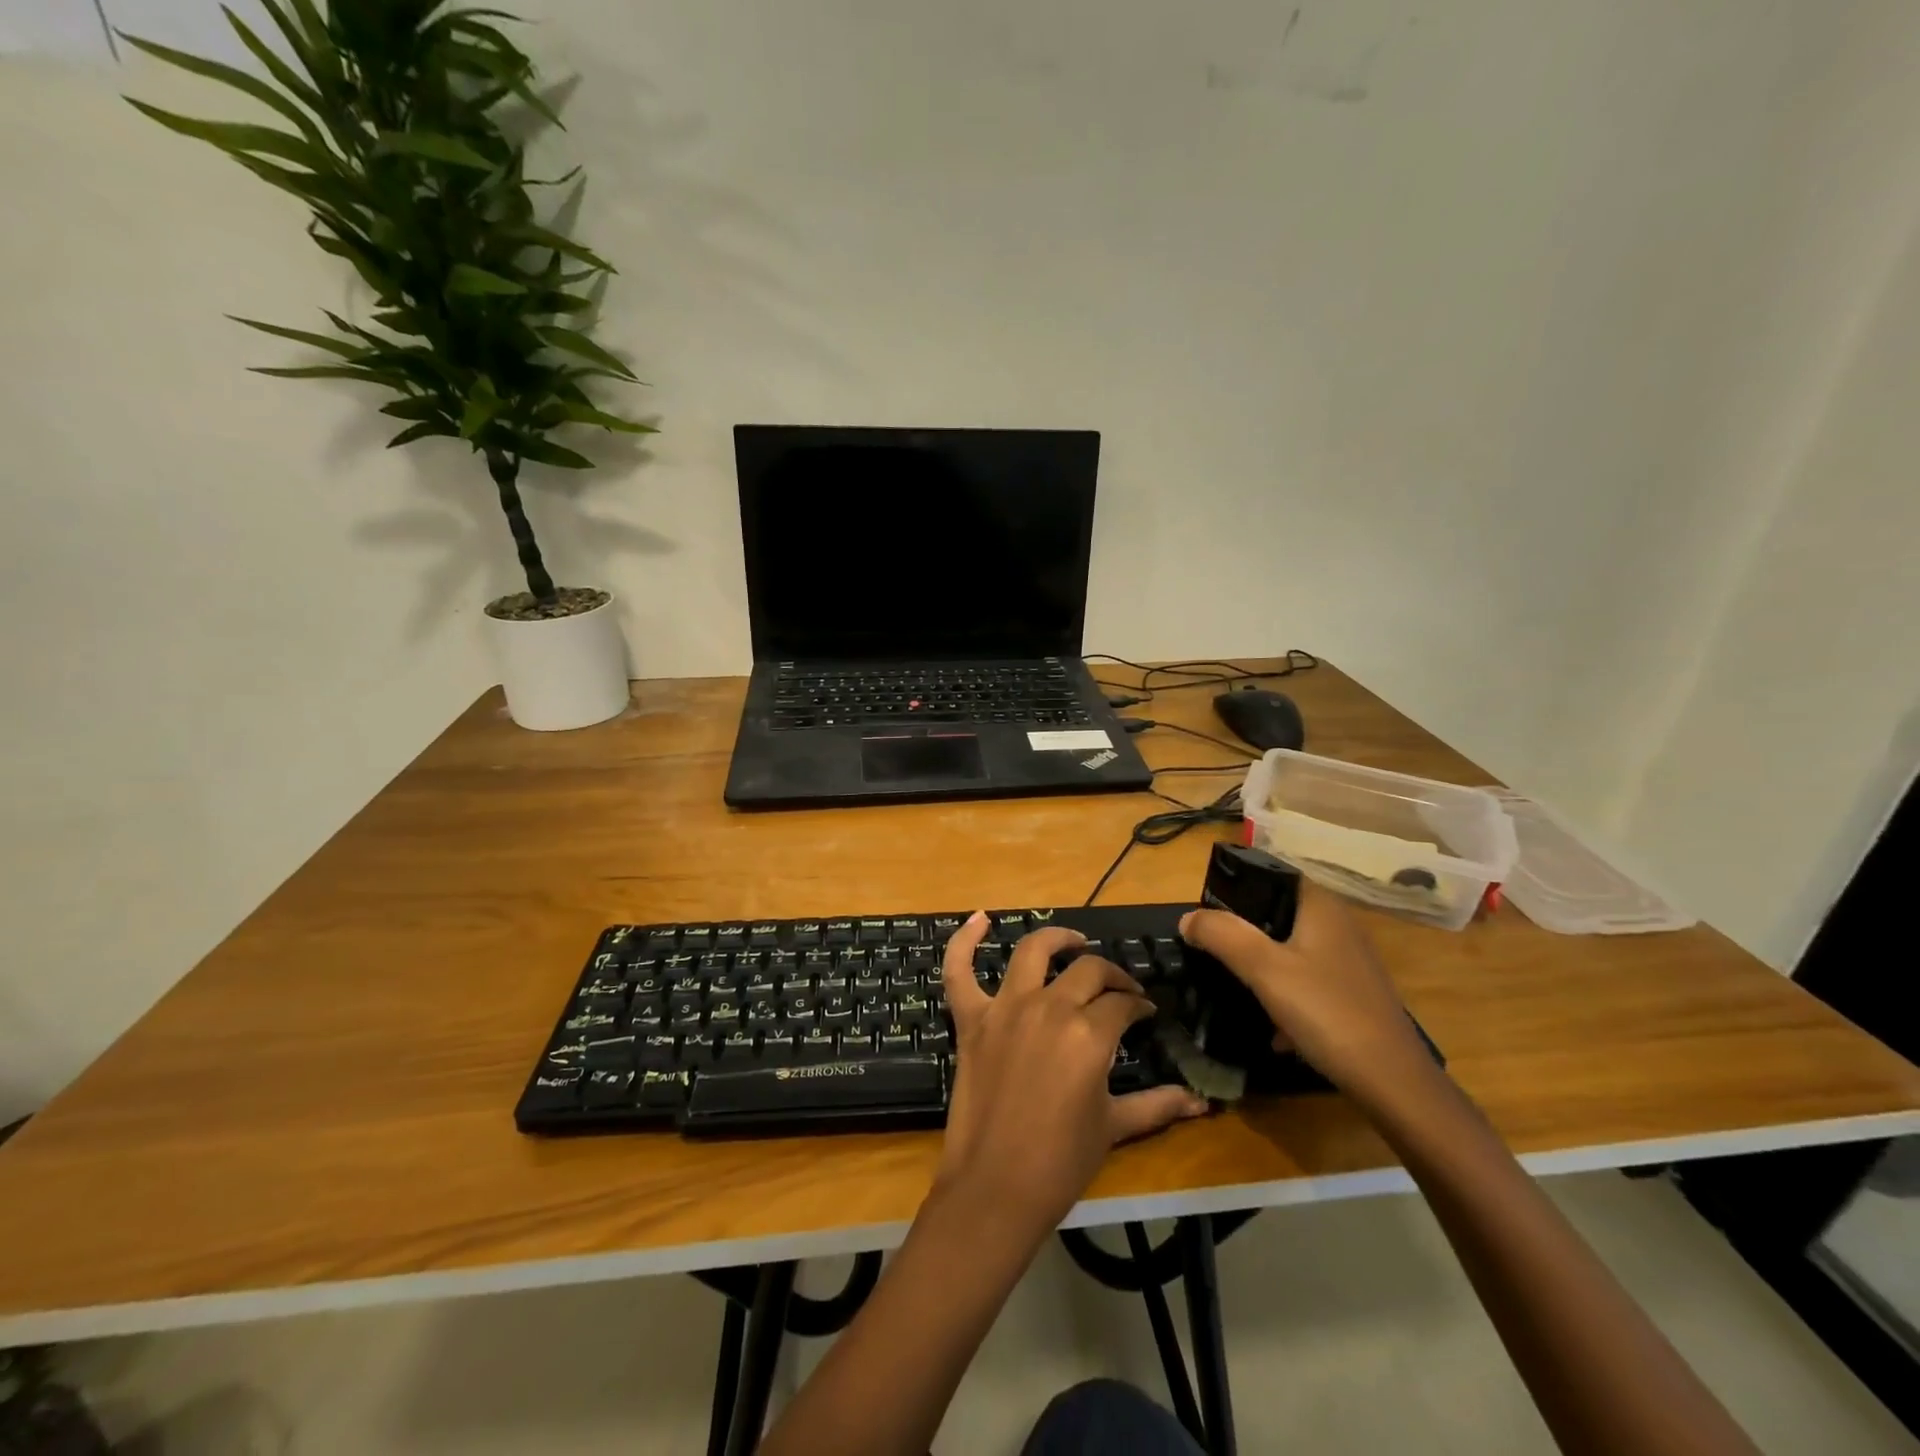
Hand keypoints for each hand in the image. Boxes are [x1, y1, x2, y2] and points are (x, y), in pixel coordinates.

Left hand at [936, 913, 1206, 1234]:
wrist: (996, 1188)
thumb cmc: (1061, 1161)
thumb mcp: (1114, 1128)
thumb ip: (1157, 1105)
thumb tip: (1202, 1102)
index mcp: (1089, 1033)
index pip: (1122, 1002)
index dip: (1138, 1006)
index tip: (1145, 1014)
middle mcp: (1049, 1006)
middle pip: (1088, 970)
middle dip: (1112, 975)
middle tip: (1120, 991)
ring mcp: (1005, 1008)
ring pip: (1033, 952)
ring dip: (1057, 939)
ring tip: (1074, 943)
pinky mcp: (971, 1019)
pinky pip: (959, 970)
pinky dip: (965, 940)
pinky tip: (979, 918)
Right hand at [1179, 881, 1436, 1111]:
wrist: (1393, 1083)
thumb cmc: (1327, 1012)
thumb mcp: (1264, 969)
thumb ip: (1222, 935)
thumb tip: (1188, 917)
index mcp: (1321, 906)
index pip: (1271, 874)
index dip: (1235, 887)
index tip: (1205, 911)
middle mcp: (1338, 924)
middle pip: (1276, 913)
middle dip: (1241, 930)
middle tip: (1209, 948)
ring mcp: (1348, 960)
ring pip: (1289, 949)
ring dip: (1259, 964)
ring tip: (1230, 983)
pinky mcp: (1351, 993)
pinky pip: (1304, 980)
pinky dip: (1282, 993)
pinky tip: (1270, 1025)